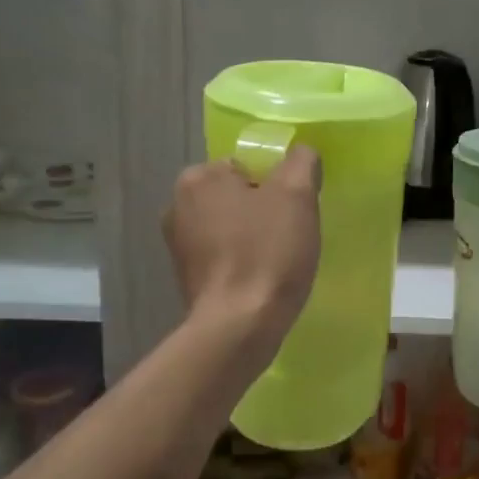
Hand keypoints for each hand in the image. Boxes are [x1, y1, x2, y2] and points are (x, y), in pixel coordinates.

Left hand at [164, 147, 321, 357]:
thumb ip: (301, 161)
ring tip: (277, 261)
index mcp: (199, 177)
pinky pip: (223, 256)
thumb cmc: (268, 252)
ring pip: (230, 227)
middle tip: (289, 236)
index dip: (277, 186)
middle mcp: (178, 205)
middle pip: (238, 196)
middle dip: (263, 211)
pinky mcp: (185, 277)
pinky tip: (260, 280)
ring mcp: (177, 244)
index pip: (249, 166)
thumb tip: (301, 153)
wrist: (239, 325)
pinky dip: (241, 262)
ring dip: (253, 238)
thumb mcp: (297, 195)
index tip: (293, 213)